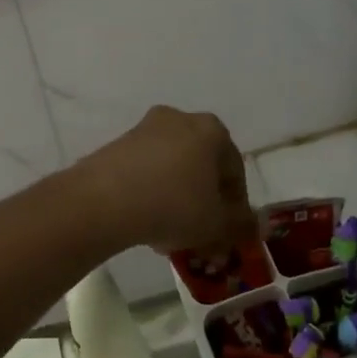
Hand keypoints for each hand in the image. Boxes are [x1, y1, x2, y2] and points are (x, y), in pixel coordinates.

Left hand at [77, 106, 257, 255]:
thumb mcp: (216, 224)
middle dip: (203, 203)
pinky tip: (146, 224)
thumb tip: (252, 228)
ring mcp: (144, 129)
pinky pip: (145, 172)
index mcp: (212, 130)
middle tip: (201, 236)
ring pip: (172, 171)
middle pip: (201, 168)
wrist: (104, 200)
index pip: (235, 170)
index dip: (236, 206)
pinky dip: (151, 195)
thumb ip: (239, 226)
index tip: (229, 232)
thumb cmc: (174, 205)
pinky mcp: (117, 145)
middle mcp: (180, 120)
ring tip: (171, 237)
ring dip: (176, 201)